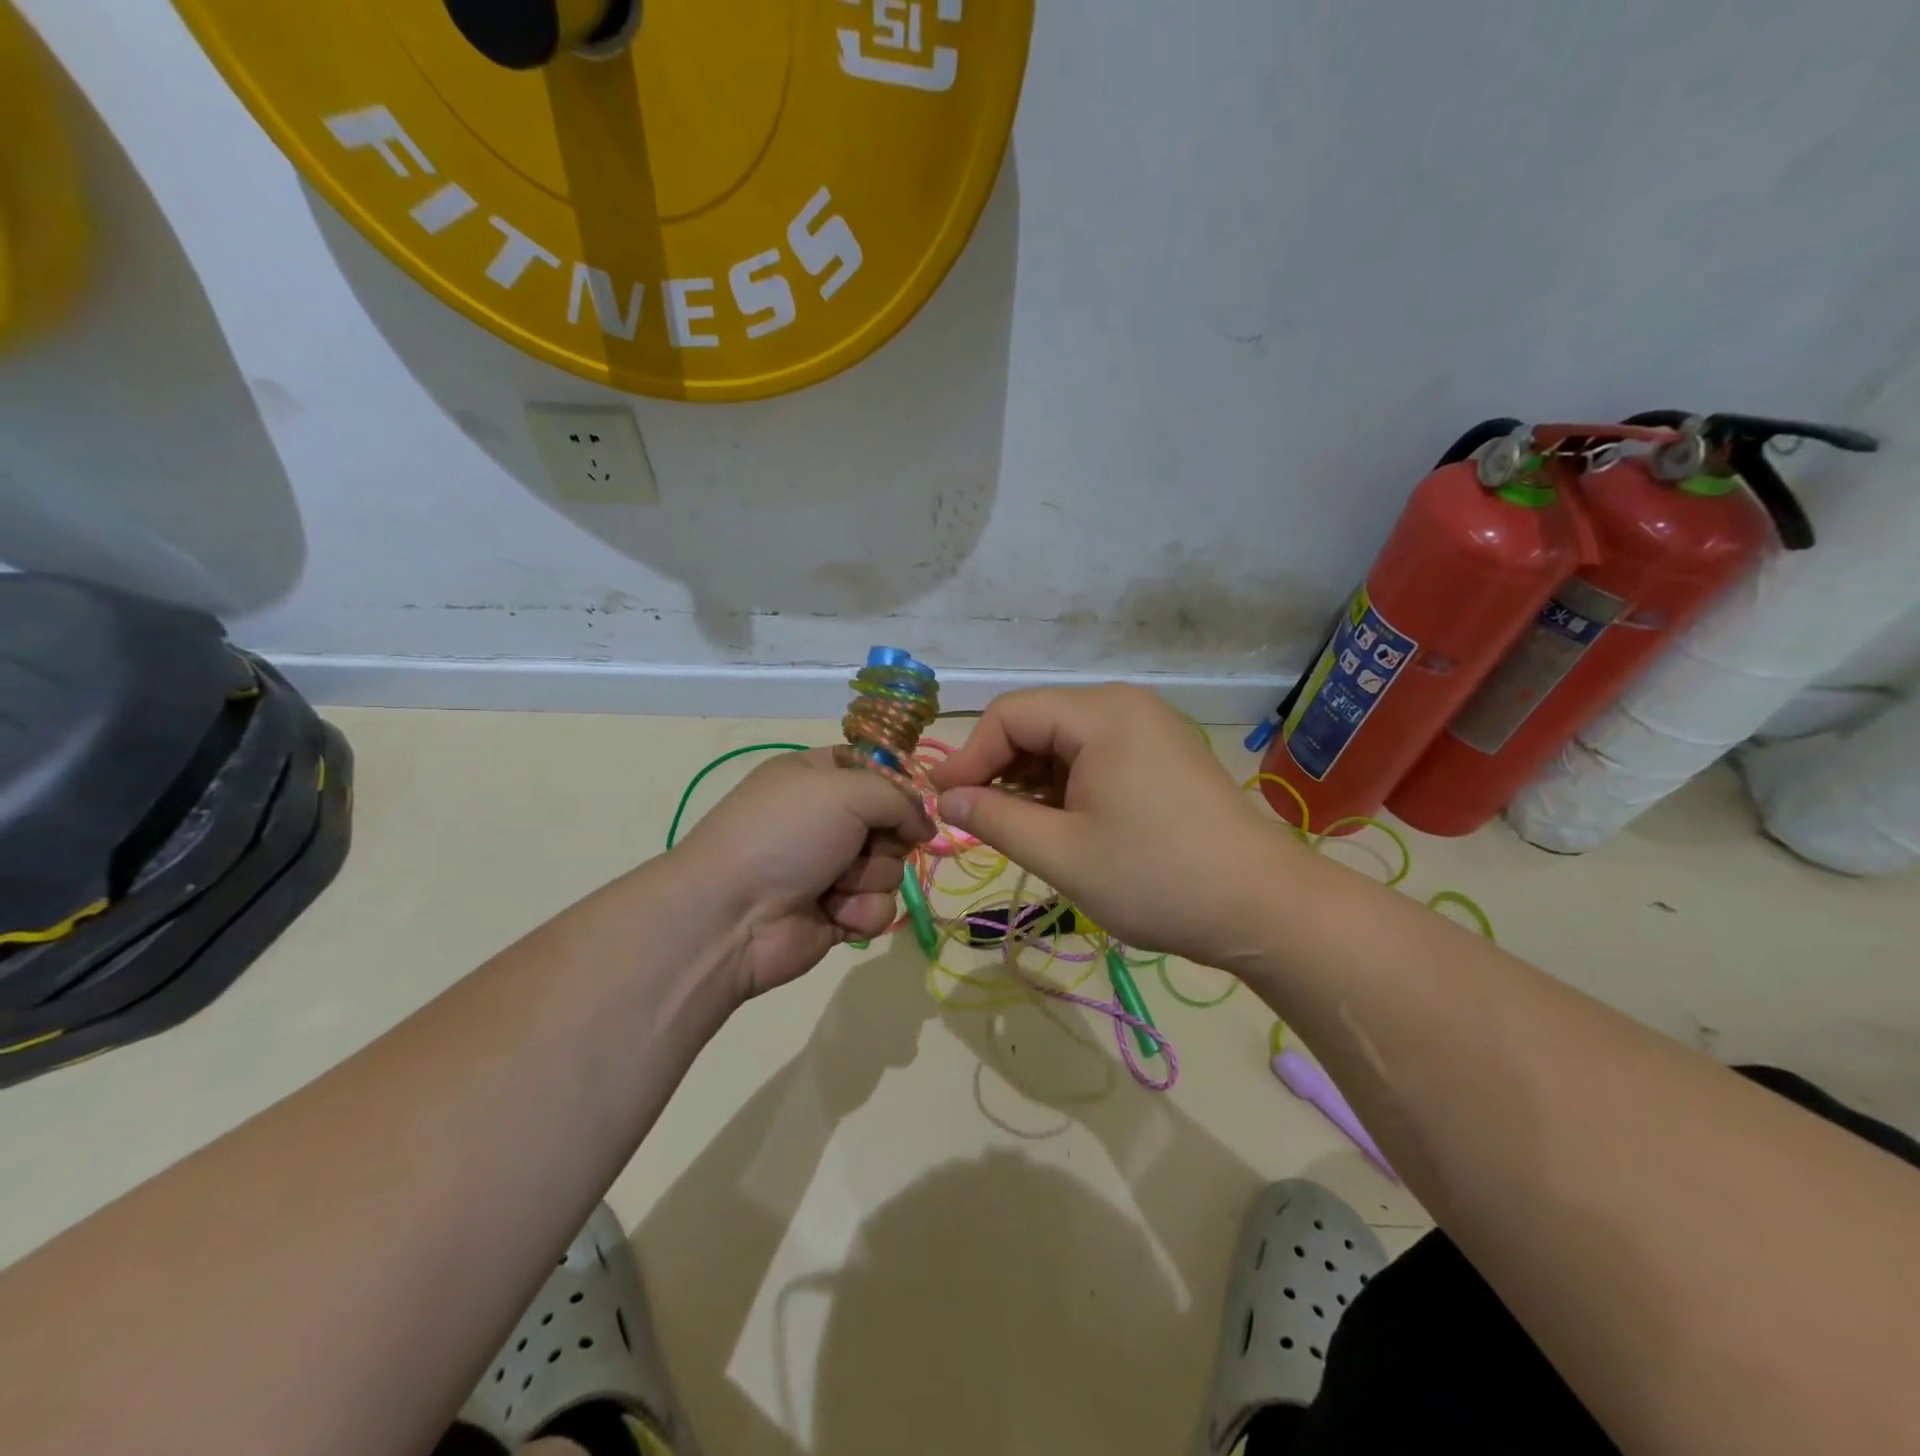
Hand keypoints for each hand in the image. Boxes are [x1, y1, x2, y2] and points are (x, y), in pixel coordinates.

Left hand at [674, 748, 932, 997]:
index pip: (876, 769)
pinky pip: (879, 908)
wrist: (732, 916)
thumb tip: (924, 827)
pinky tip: (833, 914)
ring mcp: (831, 868)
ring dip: (868, 878)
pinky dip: (860, 912)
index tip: (906, 800)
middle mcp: (826, 820)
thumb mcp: (844, 790)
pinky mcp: (837, 914)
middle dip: (885, 838)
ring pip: (891, 868)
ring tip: (832, 885)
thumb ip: (898, 798)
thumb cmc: (784, 834)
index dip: (897, 786)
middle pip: (892, 822)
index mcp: (817, 777)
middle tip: (859, 845)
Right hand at [930, 686, 1298, 967]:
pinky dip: (1064, 785)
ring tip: (1014, 828)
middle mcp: (1125, 706)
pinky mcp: (1162, 756)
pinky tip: (1057, 823)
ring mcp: (1149, 729)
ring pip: (1064, 741)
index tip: (943, 803)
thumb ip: (995, 820)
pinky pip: (1095, 756)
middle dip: (999, 768)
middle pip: (1037, 722)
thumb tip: (948, 799)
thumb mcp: (1063, 853)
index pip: (1010, 715)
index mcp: (1102, 714)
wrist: (1263, 908)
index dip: (969, 756)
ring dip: (1030, 780)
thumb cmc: (1157, 878)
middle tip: (975, 820)